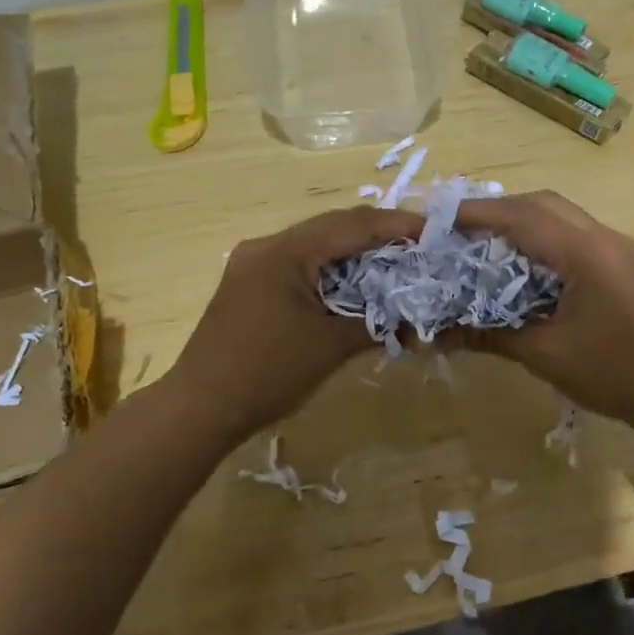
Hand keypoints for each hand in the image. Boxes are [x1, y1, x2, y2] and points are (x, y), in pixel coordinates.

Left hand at [165, 206, 423, 445]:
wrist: (200, 409)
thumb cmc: (266, 374)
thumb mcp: (329, 346)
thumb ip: (376, 323)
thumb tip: (417, 321)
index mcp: (285, 252)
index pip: (351, 225)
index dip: (396, 225)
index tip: (433, 232)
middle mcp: (266, 246)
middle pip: (332, 228)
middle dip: (377, 236)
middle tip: (419, 247)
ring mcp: (254, 264)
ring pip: (315, 245)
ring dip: (354, 254)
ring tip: (395, 264)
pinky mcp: (250, 284)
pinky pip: (300, 265)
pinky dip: (331, 271)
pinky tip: (354, 285)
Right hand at [450, 191, 633, 442]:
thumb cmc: (612, 373)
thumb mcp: (544, 354)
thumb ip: (489, 335)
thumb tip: (436, 335)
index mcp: (584, 253)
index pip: (522, 217)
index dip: (478, 214)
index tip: (440, 219)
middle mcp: (603, 237)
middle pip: (543, 204)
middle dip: (499, 210)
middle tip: (461, 230)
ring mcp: (619, 247)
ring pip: (562, 215)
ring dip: (523, 221)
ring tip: (486, 243)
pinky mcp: (625, 262)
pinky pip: (576, 233)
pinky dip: (545, 237)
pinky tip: (525, 264)